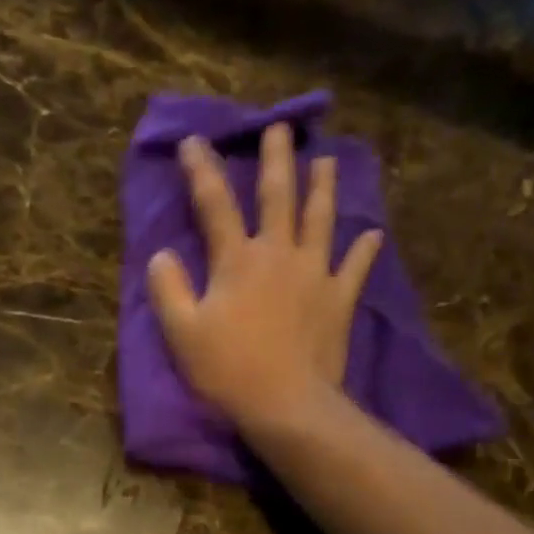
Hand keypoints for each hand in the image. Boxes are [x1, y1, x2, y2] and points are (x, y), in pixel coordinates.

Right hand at [146, 123, 382, 431]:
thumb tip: (161, 255)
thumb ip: (168, 289)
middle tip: (281, 129)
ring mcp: (315, 274)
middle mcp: (279, 254)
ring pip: (320, 219)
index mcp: (237, 259)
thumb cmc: (228, 370)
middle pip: (278, 196)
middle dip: (277, 159)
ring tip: (327, 160)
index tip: (195, 141)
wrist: (286, 404)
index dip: (202, 170)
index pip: (215, 203)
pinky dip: (363, 250)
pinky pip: (354, 267)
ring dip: (322, 187)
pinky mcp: (339, 300)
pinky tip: (372, 235)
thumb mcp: (182, 333)